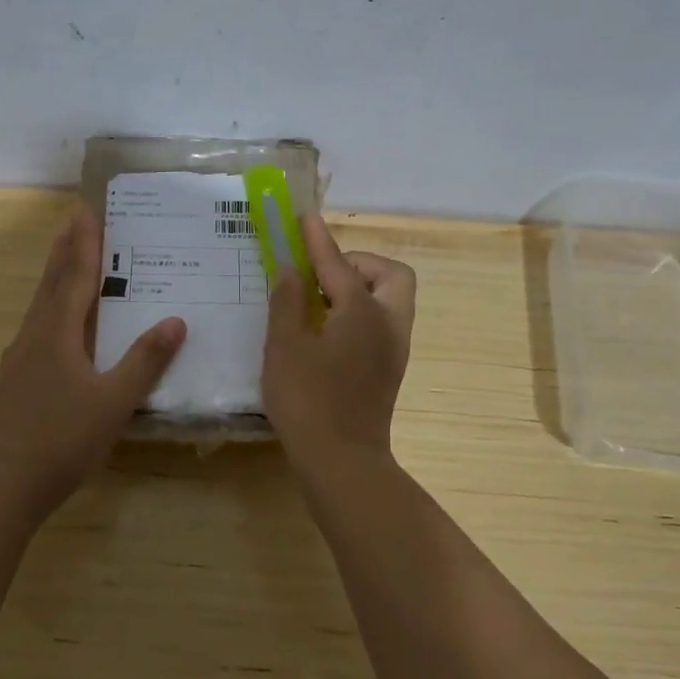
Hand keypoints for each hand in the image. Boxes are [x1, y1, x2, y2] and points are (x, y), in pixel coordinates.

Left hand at [0, 205, 186, 515]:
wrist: (6, 484)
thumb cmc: (64, 440)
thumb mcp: (114, 401)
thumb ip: (146, 361)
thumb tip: (176, 321)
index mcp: (57, 334)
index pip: (74, 278)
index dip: (84, 244)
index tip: (87, 210)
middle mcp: (34, 336)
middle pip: (51, 283)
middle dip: (64, 249)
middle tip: (74, 218)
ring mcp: (20, 357)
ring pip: (40, 304)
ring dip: (55, 275)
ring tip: (67, 256)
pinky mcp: (16, 377)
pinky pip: (38, 325)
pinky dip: (52, 306)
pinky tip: (59, 321)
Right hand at [262, 212, 416, 472]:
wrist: (342, 461)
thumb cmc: (308, 400)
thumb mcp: (284, 345)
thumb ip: (287, 301)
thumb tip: (291, 270)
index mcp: (363, 311)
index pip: (339, 263)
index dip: (318, 239)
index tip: (305, 217)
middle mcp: (389, 323)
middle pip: (389, 275)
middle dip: (358, 263)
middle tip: (322, 275)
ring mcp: (394, 349)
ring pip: (390, 300)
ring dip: (361, 288)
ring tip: (320, 301)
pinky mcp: (390, 370)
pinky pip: (382, 323)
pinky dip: (361, 312)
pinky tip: (328, 330)